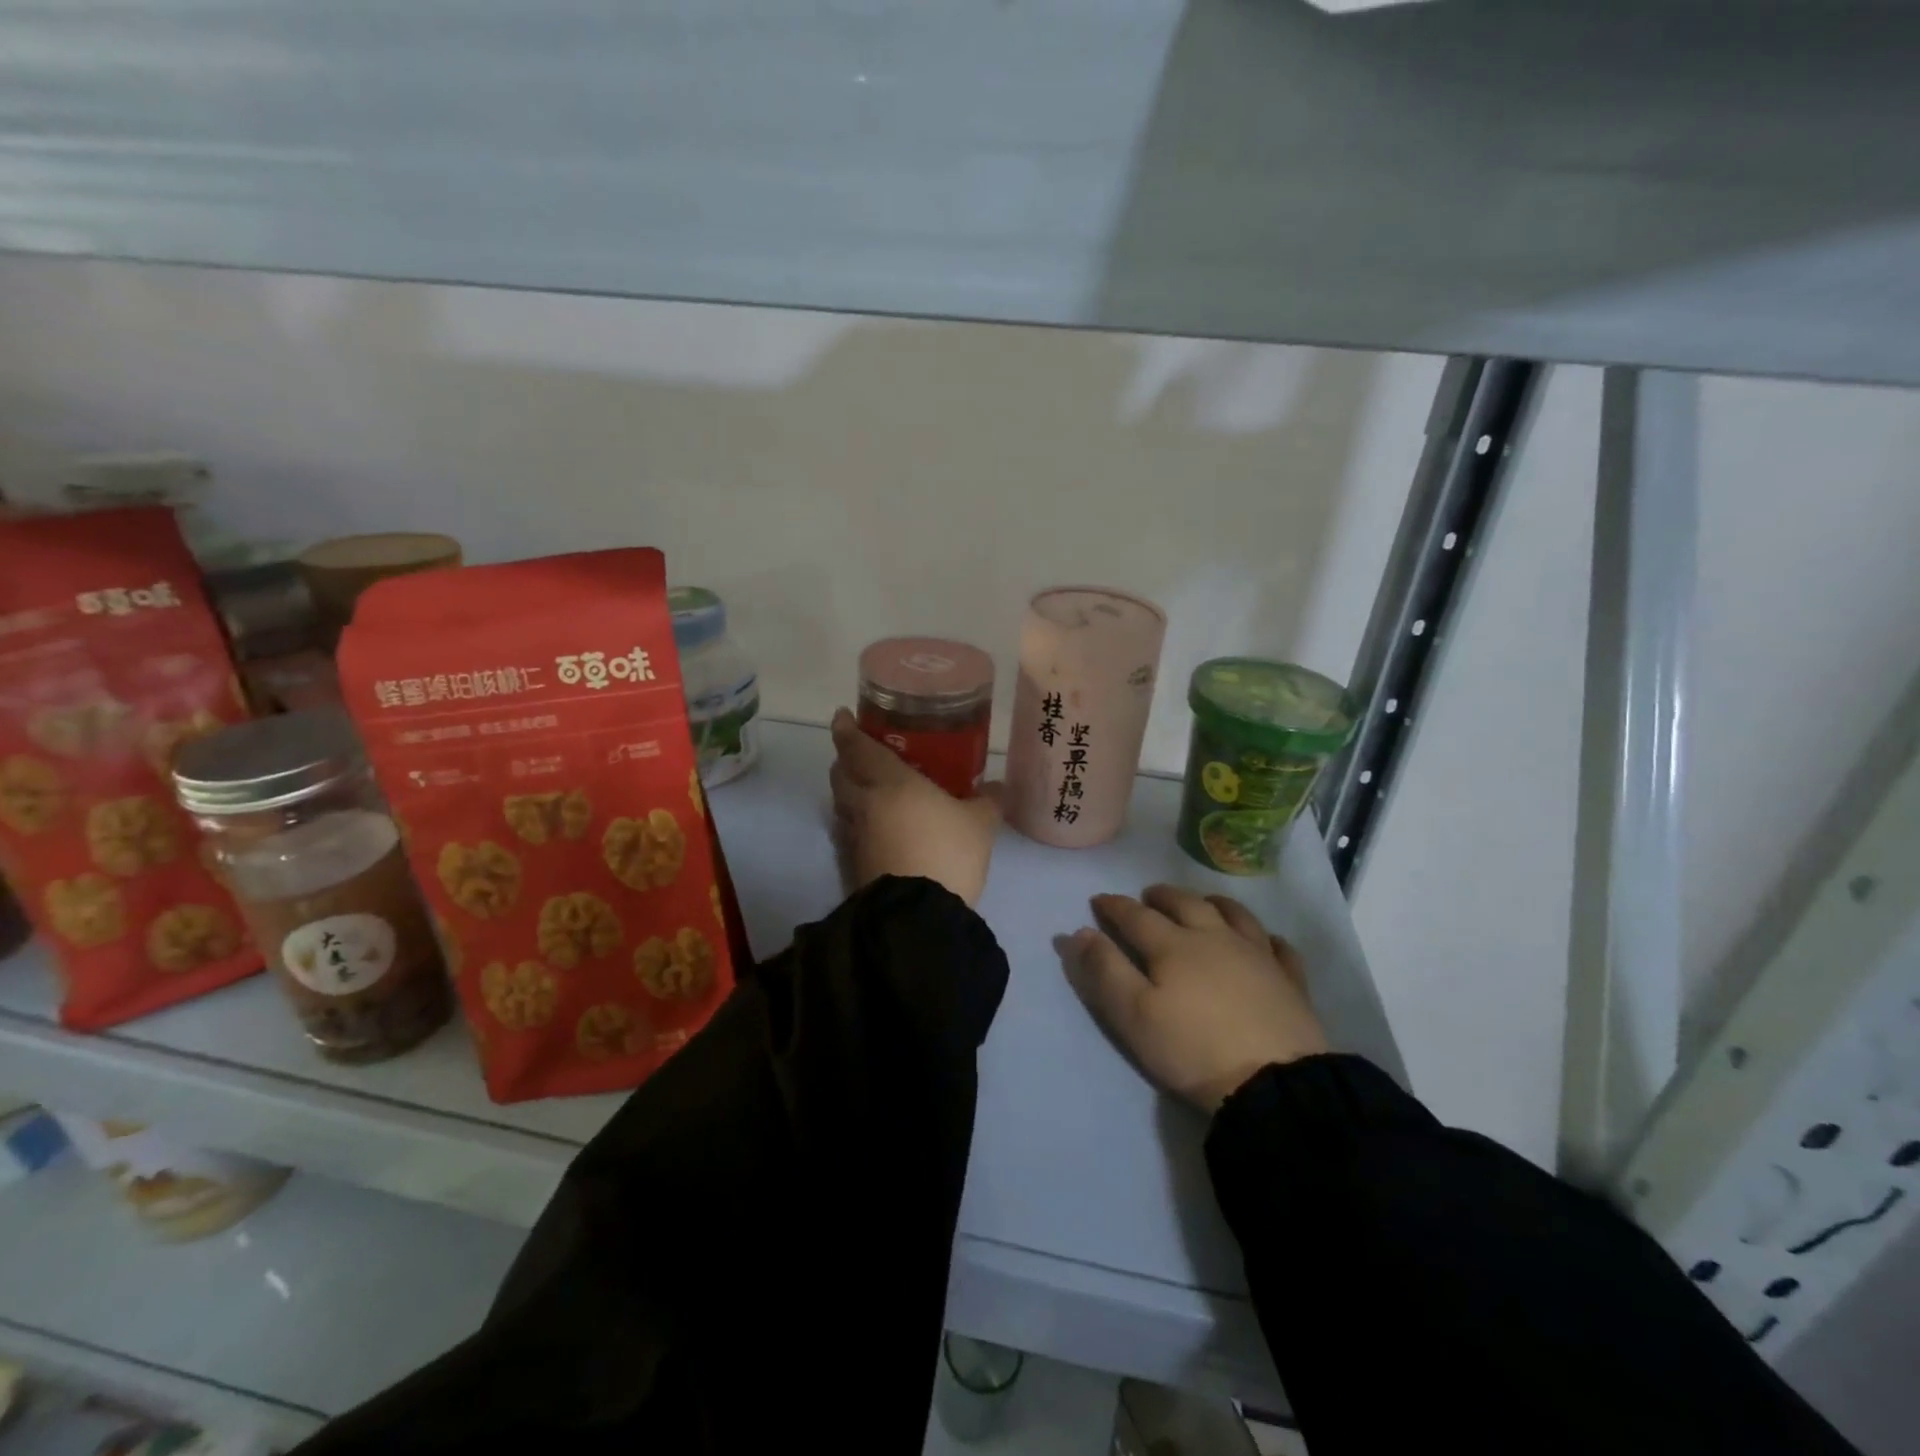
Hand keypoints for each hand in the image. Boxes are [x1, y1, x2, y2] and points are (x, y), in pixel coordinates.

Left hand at [829, 708, 1002, 907]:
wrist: (918, 913)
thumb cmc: (947, 852)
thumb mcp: (980, 824)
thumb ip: (988, 800)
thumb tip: (997, 787)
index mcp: (890, 782)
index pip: (858, 748)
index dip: (846, 730)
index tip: (841, 716)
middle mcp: (865, 804)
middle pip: (841, 774)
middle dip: (845, 760)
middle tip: (860, 753)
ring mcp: (856, 837)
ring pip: (842, 804)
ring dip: (849, 791)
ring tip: (869, 789)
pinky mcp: (855, 865)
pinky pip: (850, 832)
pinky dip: (856, 822)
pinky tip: (875, 828)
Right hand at [1064, 885, 1327, 1111]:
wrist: (1273, 1083)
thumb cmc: (1192, 1049)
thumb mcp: (1133, 1015)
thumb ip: (1104, 970)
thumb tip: (1079, 932)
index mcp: (1173, 946)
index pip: (1136, 916)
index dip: (1114, 906)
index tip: (1099, 900)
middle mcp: (1215, 938)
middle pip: (1185, 904)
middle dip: (1162, 896)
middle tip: (1148, 895)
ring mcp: (1258, 956)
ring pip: (1234, 915)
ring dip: (1212, 903)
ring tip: (1203, 903)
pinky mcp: (1290, 981)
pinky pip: (1279, 947)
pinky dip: (1267, 938)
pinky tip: (1265, 941)